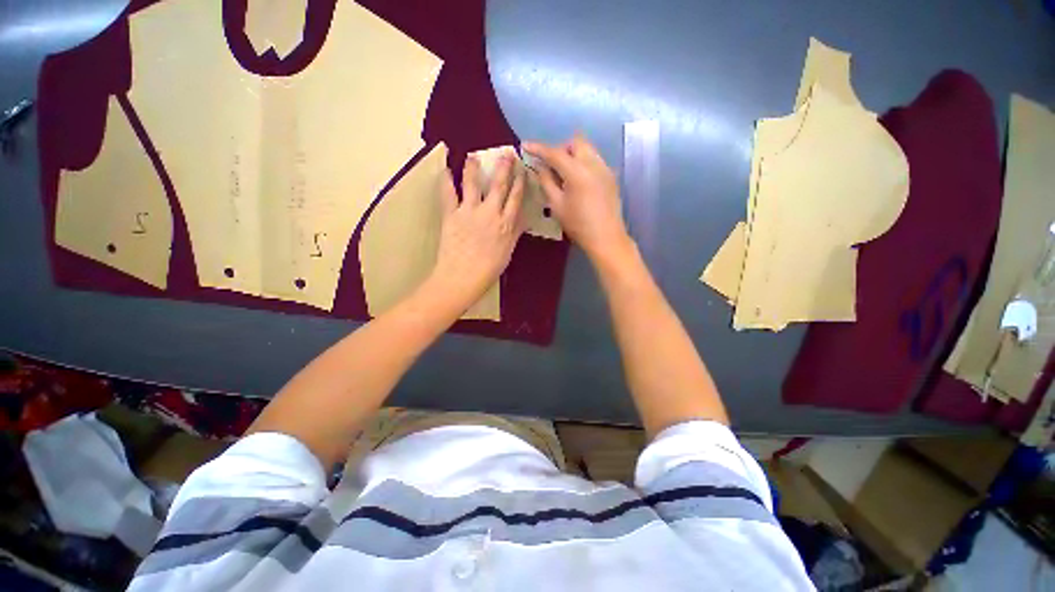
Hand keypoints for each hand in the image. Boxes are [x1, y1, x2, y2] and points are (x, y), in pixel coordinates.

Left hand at [429, 153, 524, 312]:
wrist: (462, 277)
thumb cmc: (488, 270)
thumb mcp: (507, 252)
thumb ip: (514, 233)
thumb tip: (523, 218)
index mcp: (505, 224)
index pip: (515, 198)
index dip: (520, 183)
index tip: (522, 169)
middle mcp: (489, 213)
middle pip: (498, 186)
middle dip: (503, 167)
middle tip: (505, 153)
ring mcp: (469, 212)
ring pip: (472, 184)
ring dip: (473, 168)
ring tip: (472, 155)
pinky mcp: (451, 215)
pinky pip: (448, 195)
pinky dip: (445, 182)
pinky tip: (445, 171)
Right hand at [523, 136, 631, 261]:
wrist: (606, 237)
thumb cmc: (578, 224)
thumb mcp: (556, 205)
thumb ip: (546, 181)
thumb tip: (538, 166)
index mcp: (577, 171)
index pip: (554, 153)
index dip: (538, 148)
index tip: (525, 146)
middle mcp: (593, 163)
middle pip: (576, 142)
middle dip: (561, 149)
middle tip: (552, 166)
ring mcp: (605, 168)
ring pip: (587, 149)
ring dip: (573, 155)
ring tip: (565, 175)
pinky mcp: (611, 176)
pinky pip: (595, 160)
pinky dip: (583, 164)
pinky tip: (579, 183)